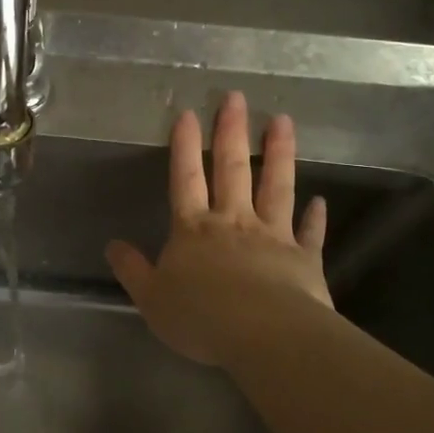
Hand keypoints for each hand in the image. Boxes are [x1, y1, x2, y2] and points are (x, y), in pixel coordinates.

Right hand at [106, 91, 331, 365]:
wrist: (263, 335)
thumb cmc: (200, 317)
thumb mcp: (151, 298)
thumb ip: (132, 270)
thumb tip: (112, 246)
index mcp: (193, 230)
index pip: (186, 179)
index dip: (185, 146)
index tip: (188, 113)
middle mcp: (233, 222)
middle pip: (231, 169)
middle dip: (231, 132)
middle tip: (236, 97)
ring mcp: (272, 235)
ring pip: (275, 186)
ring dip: (278, 153)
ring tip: (283, 121)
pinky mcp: (304, 258)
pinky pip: (309, 232)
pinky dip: (315, 216)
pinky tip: (321, 200)